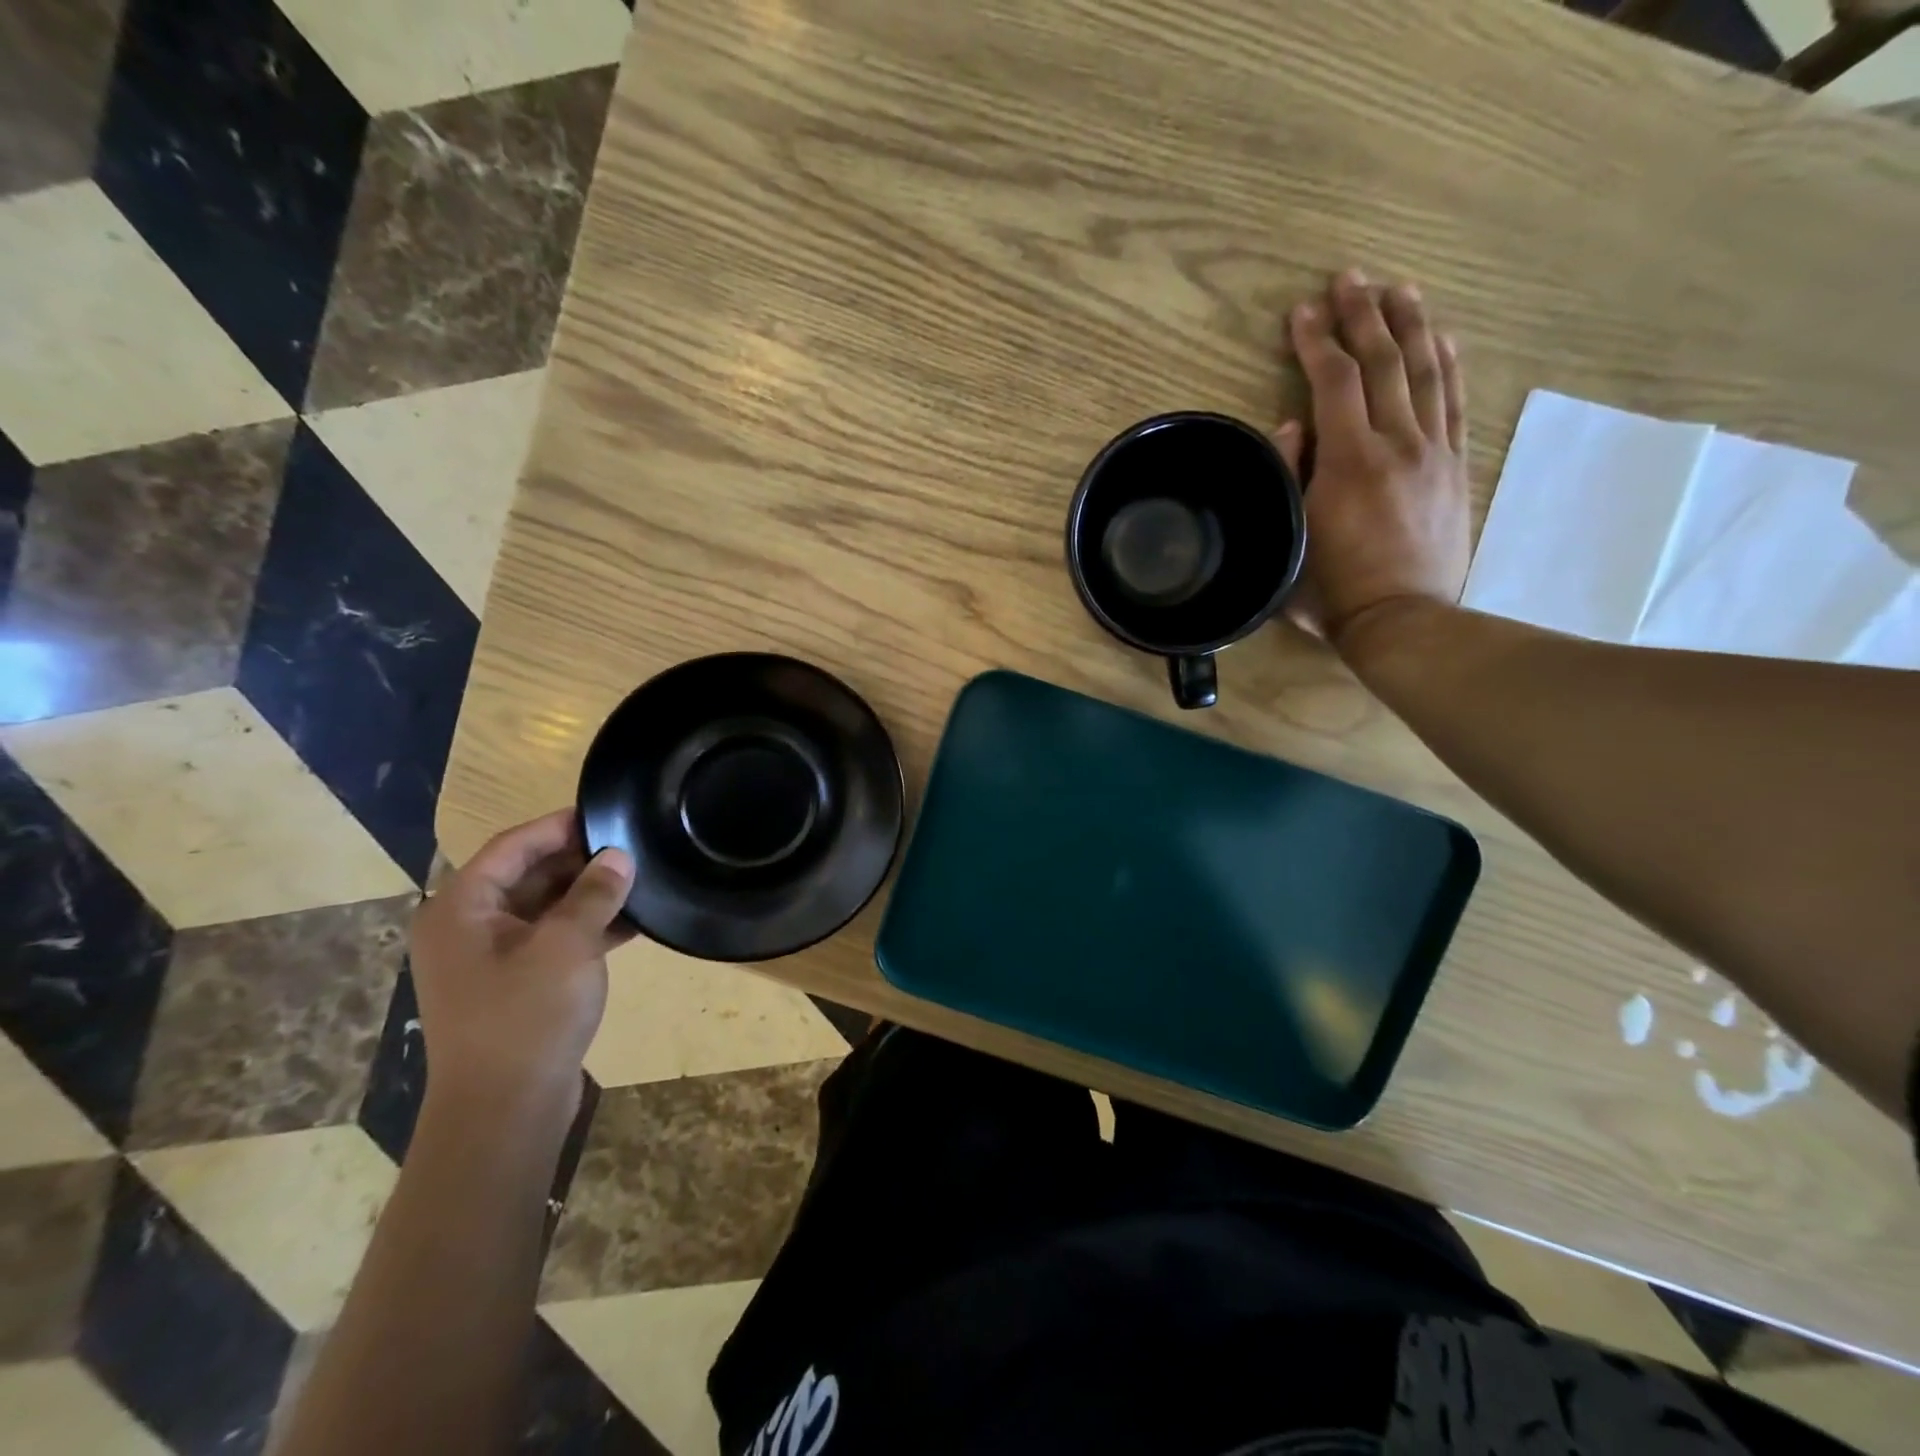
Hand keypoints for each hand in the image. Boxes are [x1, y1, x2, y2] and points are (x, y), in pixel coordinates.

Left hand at [409, 810, 635, 1115]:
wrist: (504, 1112)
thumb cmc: (526, 1016)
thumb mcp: (567, 945)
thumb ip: (594, 894)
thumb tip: (619, 856)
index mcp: (462, 908)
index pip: (513, 846)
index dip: (560, 826)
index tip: (608, 812)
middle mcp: (469, 927)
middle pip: (527, 875)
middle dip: (580, 861)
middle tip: (632, 847)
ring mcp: (491, 959)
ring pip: (545, 908)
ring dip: (588, 895)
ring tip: (640, 880)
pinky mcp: (515, 985)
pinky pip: (553, 939)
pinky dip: (588, 928)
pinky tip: (633, 923)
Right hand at [1274, 269, 1470, 656]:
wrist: (1403, 621)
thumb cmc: (1332, 591)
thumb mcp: (1291, 538)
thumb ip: (1290, 476)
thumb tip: (1294, 424)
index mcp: (1349, 462)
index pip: (1334, 382)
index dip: (1316, 341)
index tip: (1300, 312)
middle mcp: (1397, 443)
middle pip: (1384, 362)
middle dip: (1363, 315)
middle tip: (1349, 278)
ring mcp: (1433, 452)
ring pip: (1426, 371)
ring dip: (1410, 324)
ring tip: (1397, 289)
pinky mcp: (1455, 466)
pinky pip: (1455, 402)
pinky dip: (1448, 364)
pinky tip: (1441, 338)